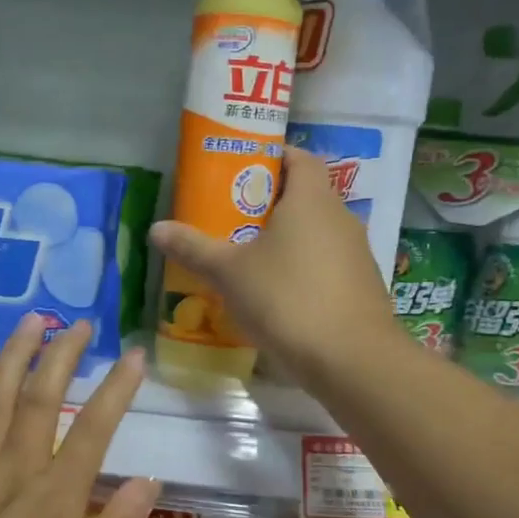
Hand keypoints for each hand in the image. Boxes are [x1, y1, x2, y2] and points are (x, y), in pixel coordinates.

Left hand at [0, 315, 159, 517]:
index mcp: (54, 501)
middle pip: (39, 401)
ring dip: (12, 358)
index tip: (133, 354)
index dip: (116, 389)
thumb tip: (149, 479)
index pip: (93, 430)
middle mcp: (11, 475)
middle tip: (77, 324)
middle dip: (61, 356)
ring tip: (29, 321)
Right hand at [149, 147, 398, 383]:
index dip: (272, 157)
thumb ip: (194, 248)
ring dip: (288, 239)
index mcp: (312, 199)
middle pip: (306, 195)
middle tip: (232, 218)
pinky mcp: (362, 287)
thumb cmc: (287, 299)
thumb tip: (156, 228)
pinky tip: (278, 295)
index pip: (299, 158)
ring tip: (250, 258)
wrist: (352, 360)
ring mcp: (357, 254)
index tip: (242, 171)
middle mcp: (341, 218)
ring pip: (317, 233)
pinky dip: (304, 269)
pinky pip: (328, 264)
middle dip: (270, 203)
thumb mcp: (229, 273)